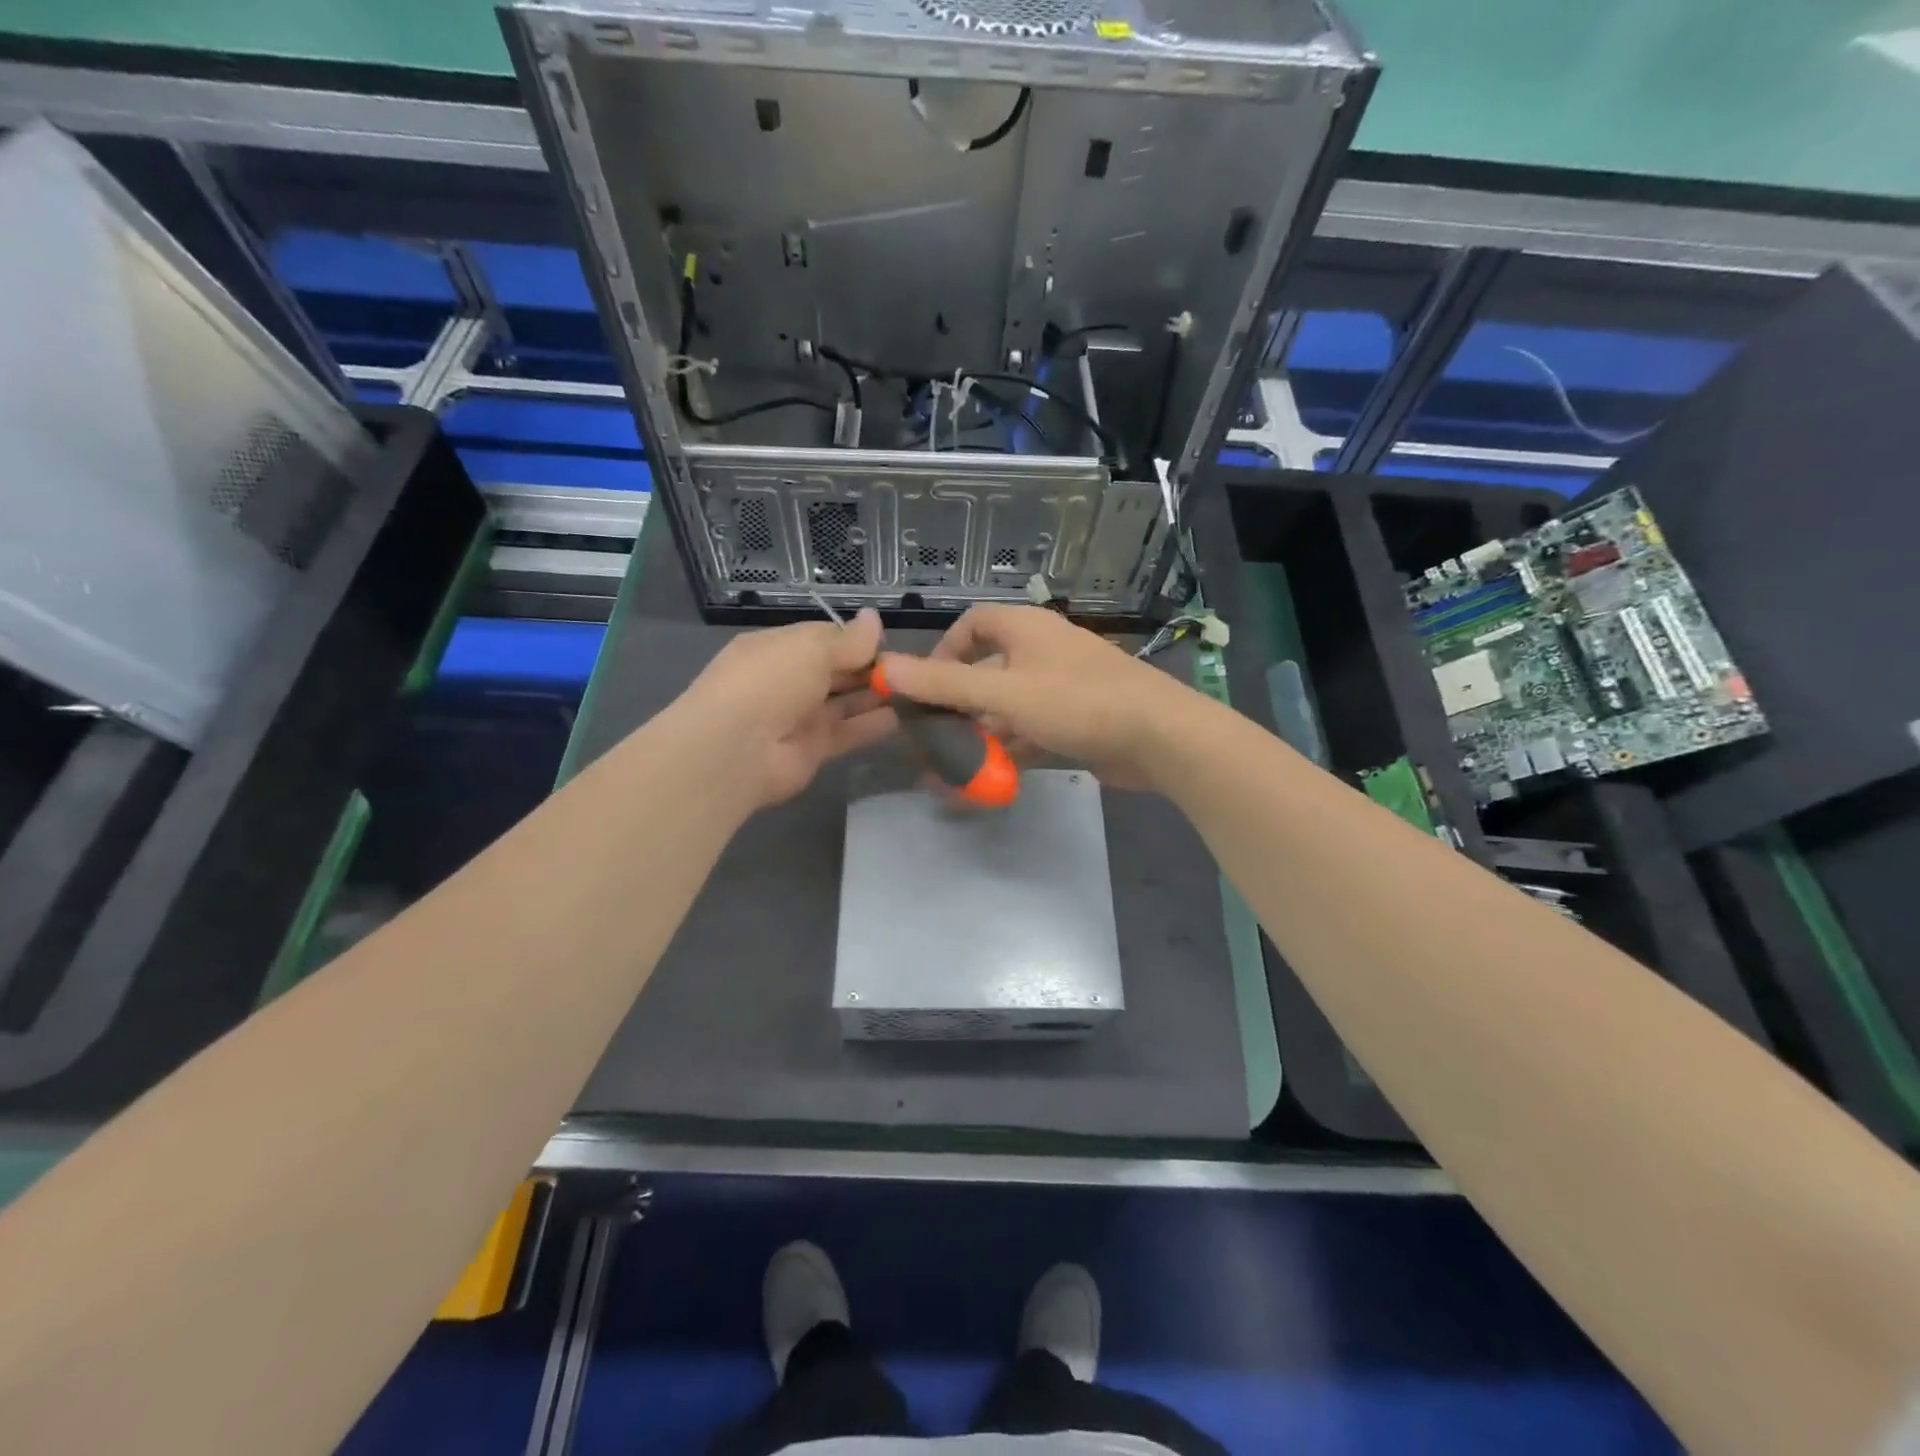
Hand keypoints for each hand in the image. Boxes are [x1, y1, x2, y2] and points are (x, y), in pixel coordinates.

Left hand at [671, 608, 891, 808]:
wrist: (735, 749)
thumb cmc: (770, 681)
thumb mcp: (811, 648)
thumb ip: (849, 640)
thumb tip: (874, 618)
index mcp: (779, 648)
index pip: (824, 638)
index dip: (856, 640)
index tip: (889, 643)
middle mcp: (789, 680)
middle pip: (837, 671)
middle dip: (870, 668)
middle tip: (910, 669)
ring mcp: (800, 717)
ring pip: (845, 702)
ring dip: (876, 696)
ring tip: (915, 690)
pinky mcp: (813, 749)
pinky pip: (849, 732)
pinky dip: (873, 725)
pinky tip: (904, 717)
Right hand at [874, 605, 1197, 789]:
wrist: (1160, 737)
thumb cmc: (1078, 702)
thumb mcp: (1004, 692)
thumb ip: (946, 684)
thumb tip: (887, 669)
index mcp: (1025, 629)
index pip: (972, 624)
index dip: (943, 652)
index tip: (925, 689)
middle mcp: (1040, 651)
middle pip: (985, 671)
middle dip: (955, 706)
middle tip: (930, 739)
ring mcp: (1059, 688)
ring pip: (1006, 708)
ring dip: (979, 736)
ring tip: (949, 769)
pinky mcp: (1074, 721)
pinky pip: (1029, 731)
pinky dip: (1007, 751)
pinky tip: (987, 780)